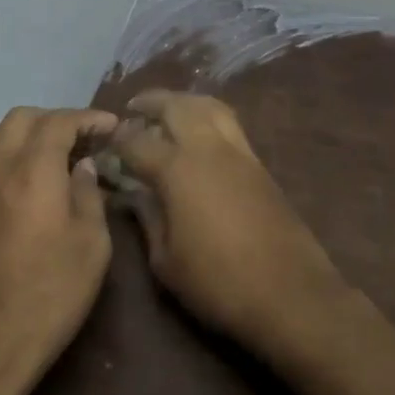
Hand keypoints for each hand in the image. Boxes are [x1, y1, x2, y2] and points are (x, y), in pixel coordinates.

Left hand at [0, 106, 116, 394]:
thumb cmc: (47, 298)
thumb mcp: (91, 247)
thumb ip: (89, 195)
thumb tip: (82, 167)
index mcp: (33, 170)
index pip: (60, 121)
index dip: (88, 118)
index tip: (111, 127)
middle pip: (22, 118)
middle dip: (55, 120)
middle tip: (83, 140)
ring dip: (25, 135)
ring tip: (51, 157)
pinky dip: (3, 158)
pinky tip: (21, 185)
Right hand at [99, 91, 346, 355]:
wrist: (289, 292)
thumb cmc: (218, 282)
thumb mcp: (166, 261)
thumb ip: (147, 218)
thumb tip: (133, 192)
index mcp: (177, 168)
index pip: (137, 141)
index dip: (117, 139)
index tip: (105, 141)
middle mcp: (207, 147)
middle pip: (177, 106)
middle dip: (152, 102)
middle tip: (134, 108)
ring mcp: (238, 151)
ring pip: (209, 105)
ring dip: (184, 102)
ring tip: (168, 112)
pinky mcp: (259, 163)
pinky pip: (228, 123)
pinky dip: (207, 116)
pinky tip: (199, 135)